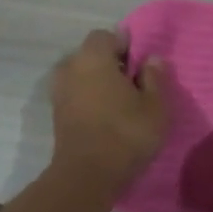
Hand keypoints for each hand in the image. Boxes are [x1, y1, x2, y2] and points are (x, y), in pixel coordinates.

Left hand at [51, 30, 170, 189]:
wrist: (87, 176)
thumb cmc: (126, 133)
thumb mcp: (156, 106)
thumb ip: (155, 77)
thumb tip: (152, 59)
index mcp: (93, 57)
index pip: (106, 35)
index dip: (125, 45)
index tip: (140, 64)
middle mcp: (70, 67)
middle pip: (91, 55)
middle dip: (111, 63)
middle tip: (134, 84)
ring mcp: (59, 91)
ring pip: (82, 76)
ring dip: (98, 83)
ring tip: (121, 102)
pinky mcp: (57, 114)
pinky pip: (76, 95)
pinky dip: (89, 99)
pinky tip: (107, 117)